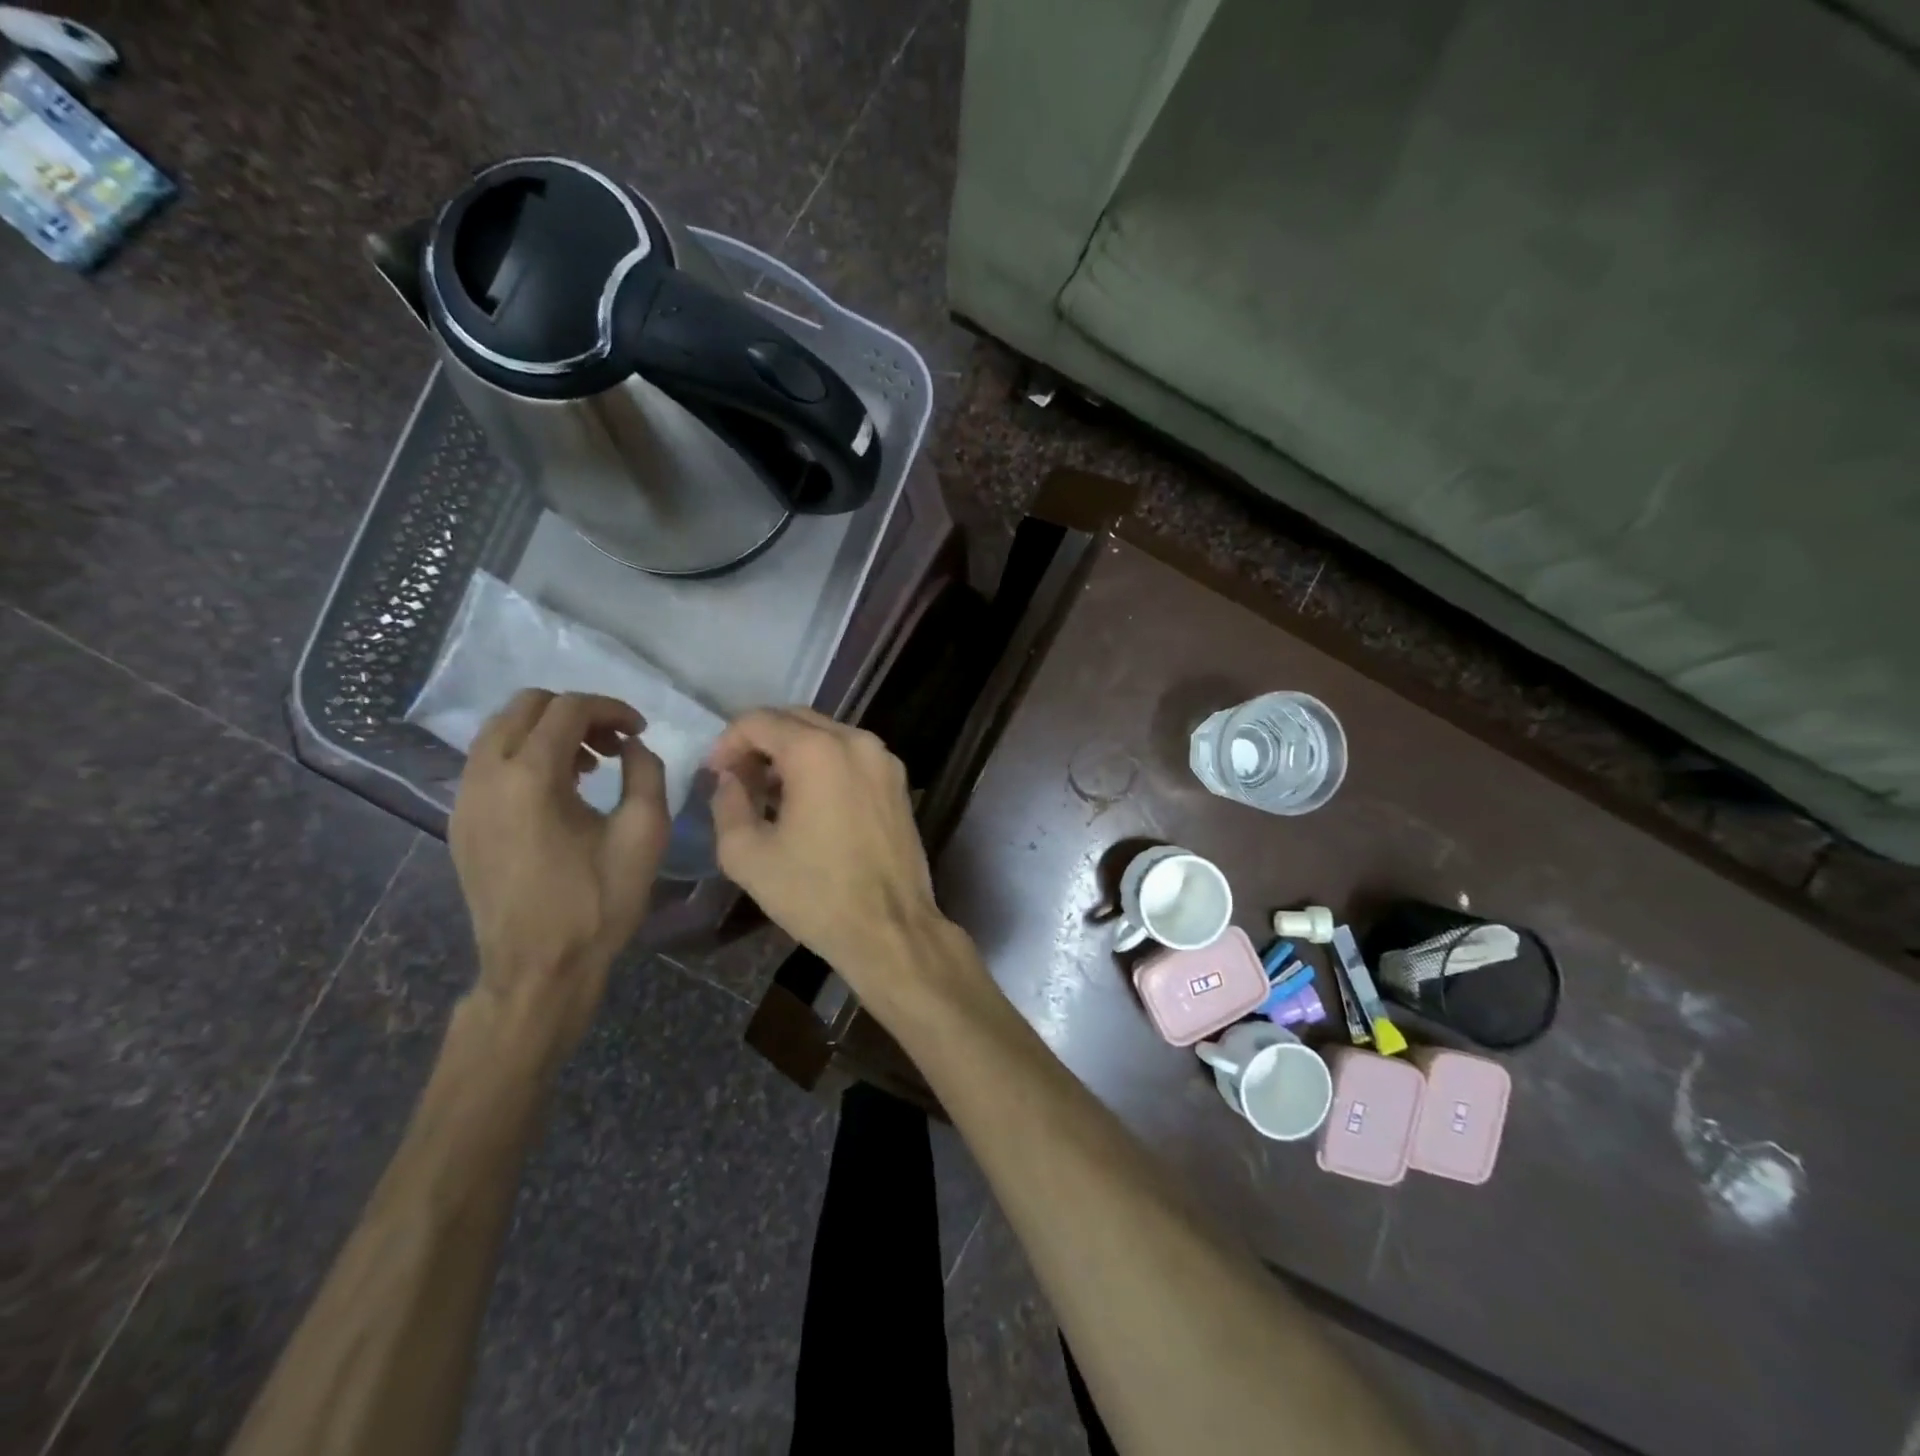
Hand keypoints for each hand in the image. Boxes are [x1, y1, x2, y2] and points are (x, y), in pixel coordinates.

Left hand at [450, 690, 669, 1067]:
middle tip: (615, 742)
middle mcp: (486, 776)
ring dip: (549, 732)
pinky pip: (488, 763)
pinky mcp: (460, 822)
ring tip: (590, 765)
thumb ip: (646, 773)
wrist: (538, 969)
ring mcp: (465, 799)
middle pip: (526, 706)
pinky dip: (525, 755)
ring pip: (501, 731)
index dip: (611, 709)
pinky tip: (559, 790)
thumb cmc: (597, 902)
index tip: (640, 729)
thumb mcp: (644, 833)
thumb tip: (632, 746)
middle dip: (577, 713)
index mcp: (531, 777)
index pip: (568, 709)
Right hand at [707, 708, 964, 1009]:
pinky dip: (823, 764)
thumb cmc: (814, 894)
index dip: (727, 742)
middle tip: (738, 780)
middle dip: (760, 742)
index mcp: (817, 751)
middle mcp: (856, 741)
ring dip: (792, 752)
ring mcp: (883, 759)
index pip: (759, 720)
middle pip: (795, 719)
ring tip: (769, 793)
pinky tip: (808, 802)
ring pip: (825, 735)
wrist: (889, 928)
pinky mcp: (898, 781)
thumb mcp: (747, 854)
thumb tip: (729, 778)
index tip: (714, 774)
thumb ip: (727, 803)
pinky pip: (851, 755)